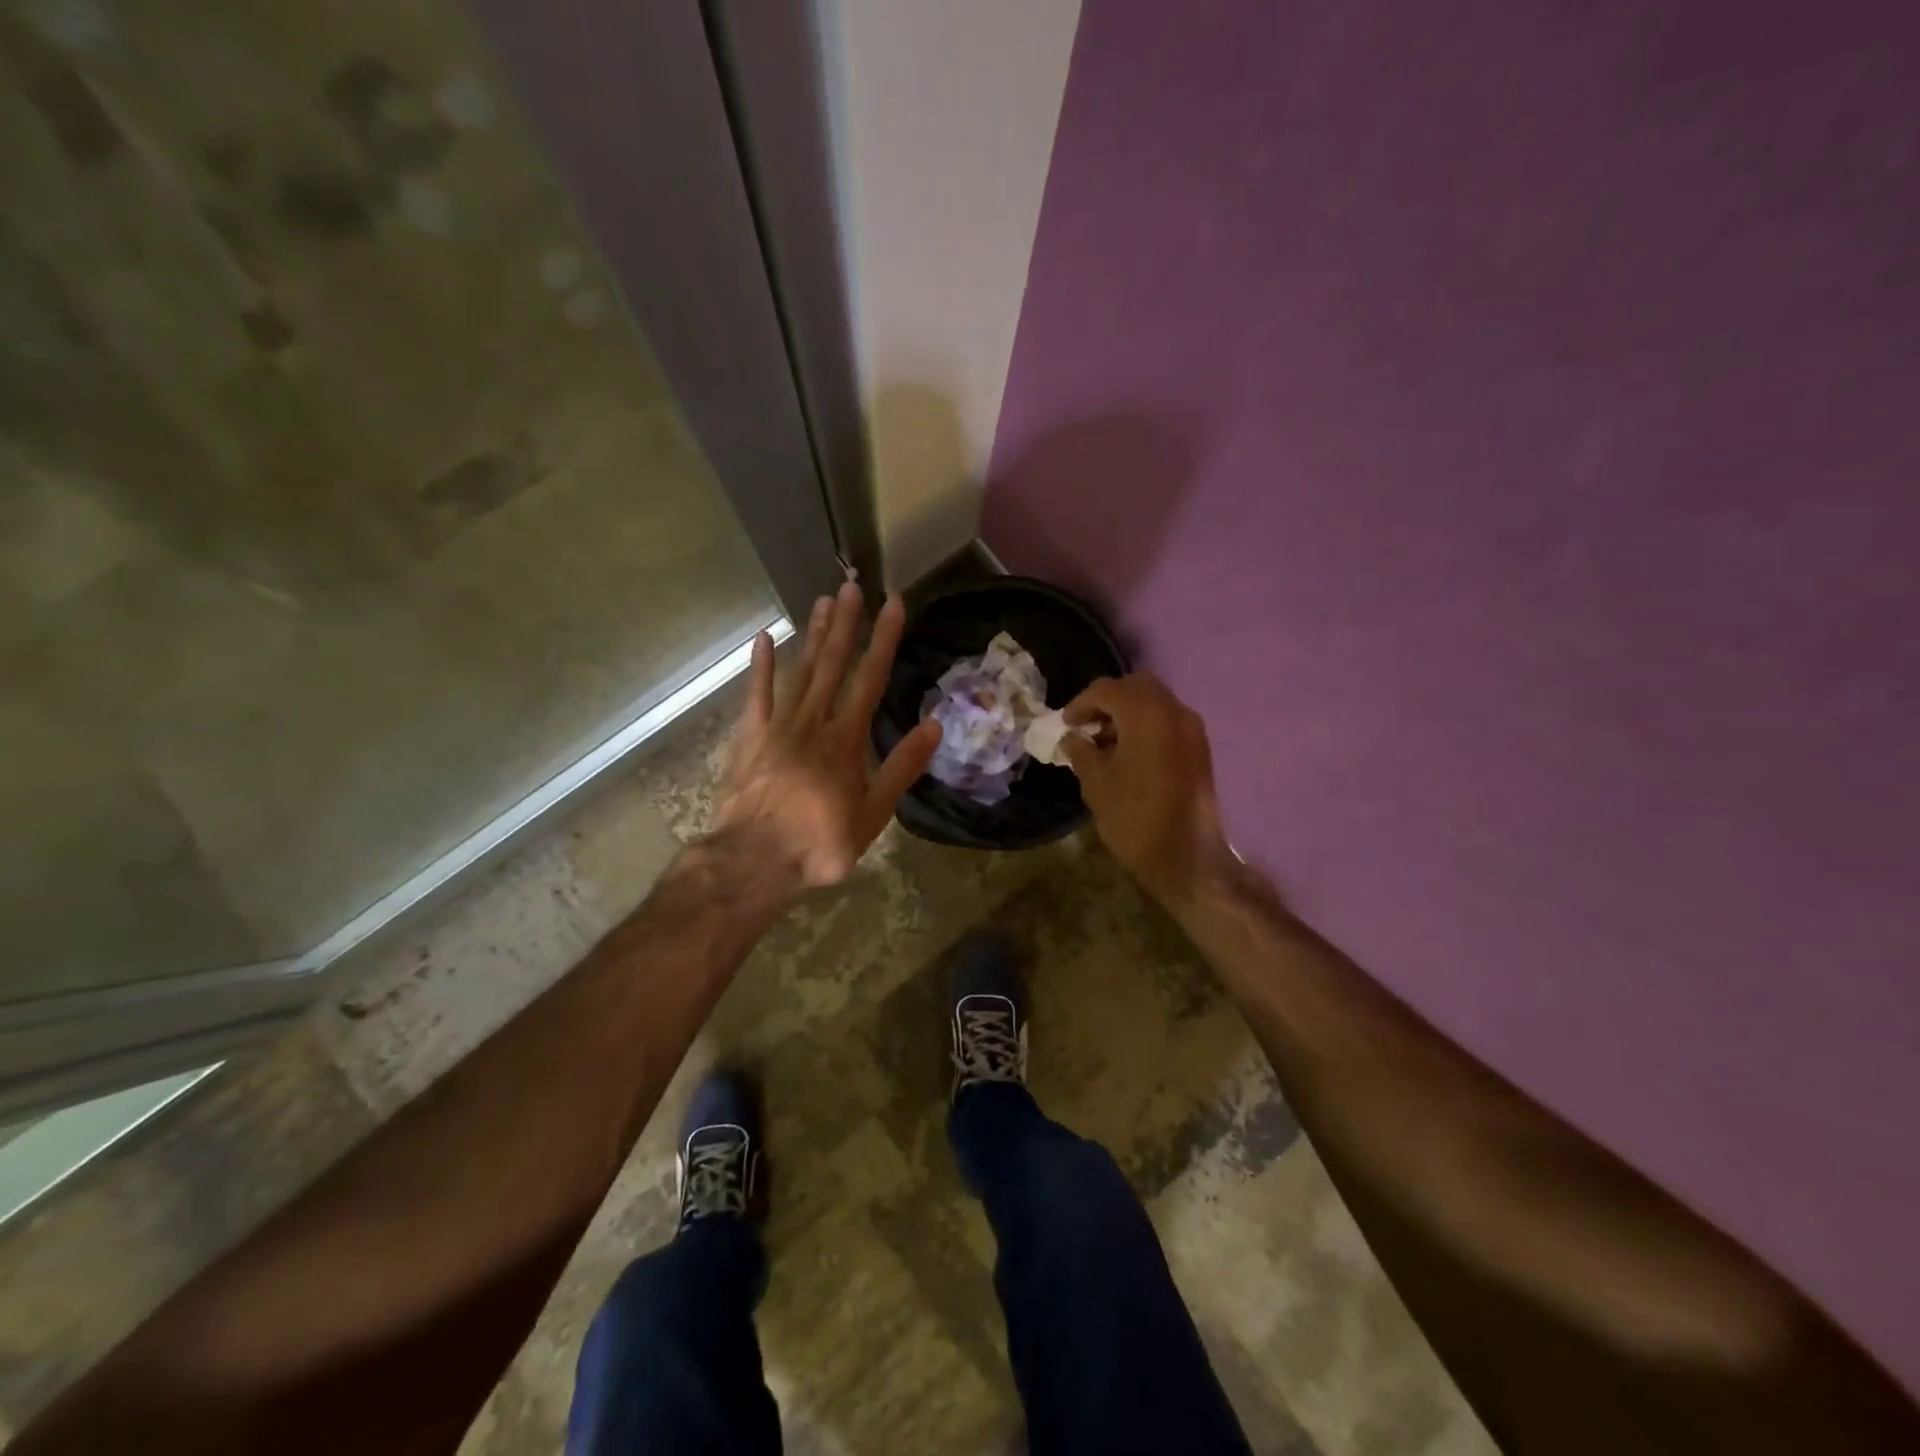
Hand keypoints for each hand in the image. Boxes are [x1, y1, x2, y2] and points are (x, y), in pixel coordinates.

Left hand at [714, 582, 941, 888]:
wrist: (753, 860)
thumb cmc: (819, 843)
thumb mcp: (872, 814)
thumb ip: (901, 767)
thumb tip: (934, 725)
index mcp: (845, 740)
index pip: (870, 679)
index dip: (884, 639)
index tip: (894, 604)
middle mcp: (812, 722)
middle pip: (832, 664)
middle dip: (846, 624)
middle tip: (853, 585)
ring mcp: (777, 726)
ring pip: (799, 671)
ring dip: (813, 635)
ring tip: (823, 601)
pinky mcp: (750, 738)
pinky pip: (755, 695)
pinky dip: (760, 666)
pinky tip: (764, 638)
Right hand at [1062, 673, 1234, 904]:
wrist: (1186, 858)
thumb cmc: (1134, 818)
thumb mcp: (1096, 783)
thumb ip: (1081, 752)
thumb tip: (1072, 738)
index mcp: (1146, 715)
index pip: (1107, 690)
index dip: (1081, 704)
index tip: (1065, 724)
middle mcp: (1174, 712)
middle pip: (1136, 686)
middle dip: (1108, 700)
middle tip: (1086, 725)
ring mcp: (1192, 729)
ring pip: (1155, 702)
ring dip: (1128, 712)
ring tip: (1104, 742)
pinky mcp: (1199, 748)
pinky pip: (1168, 721)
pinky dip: (1146, 725)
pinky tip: (1128, 753)